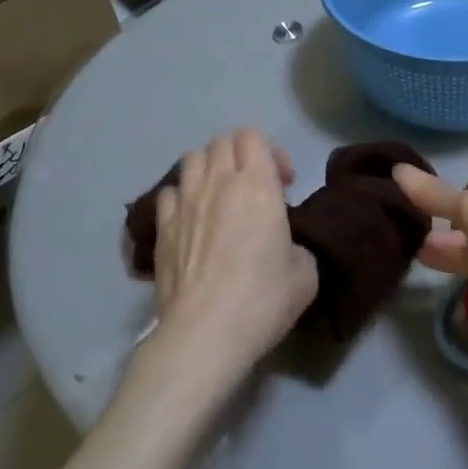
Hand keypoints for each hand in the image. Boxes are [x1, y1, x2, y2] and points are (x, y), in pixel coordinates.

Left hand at [149, 130, 317, 389]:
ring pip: (191, 159)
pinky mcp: (162, 228)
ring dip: (209, 169)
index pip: (253, 136)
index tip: (284, 184)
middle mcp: (217, 182)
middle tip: (255, 187)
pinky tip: (191, 220)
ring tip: (220, 197)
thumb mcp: (306, 272)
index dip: (271, 152)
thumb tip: (285, 243)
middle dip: (241, 156)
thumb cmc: (263, 299)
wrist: (205, 332)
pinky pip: (168, 192)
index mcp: (257, 184)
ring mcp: (184, 203)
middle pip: (222, 142)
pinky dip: (182, 196)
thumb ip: (297, 243)